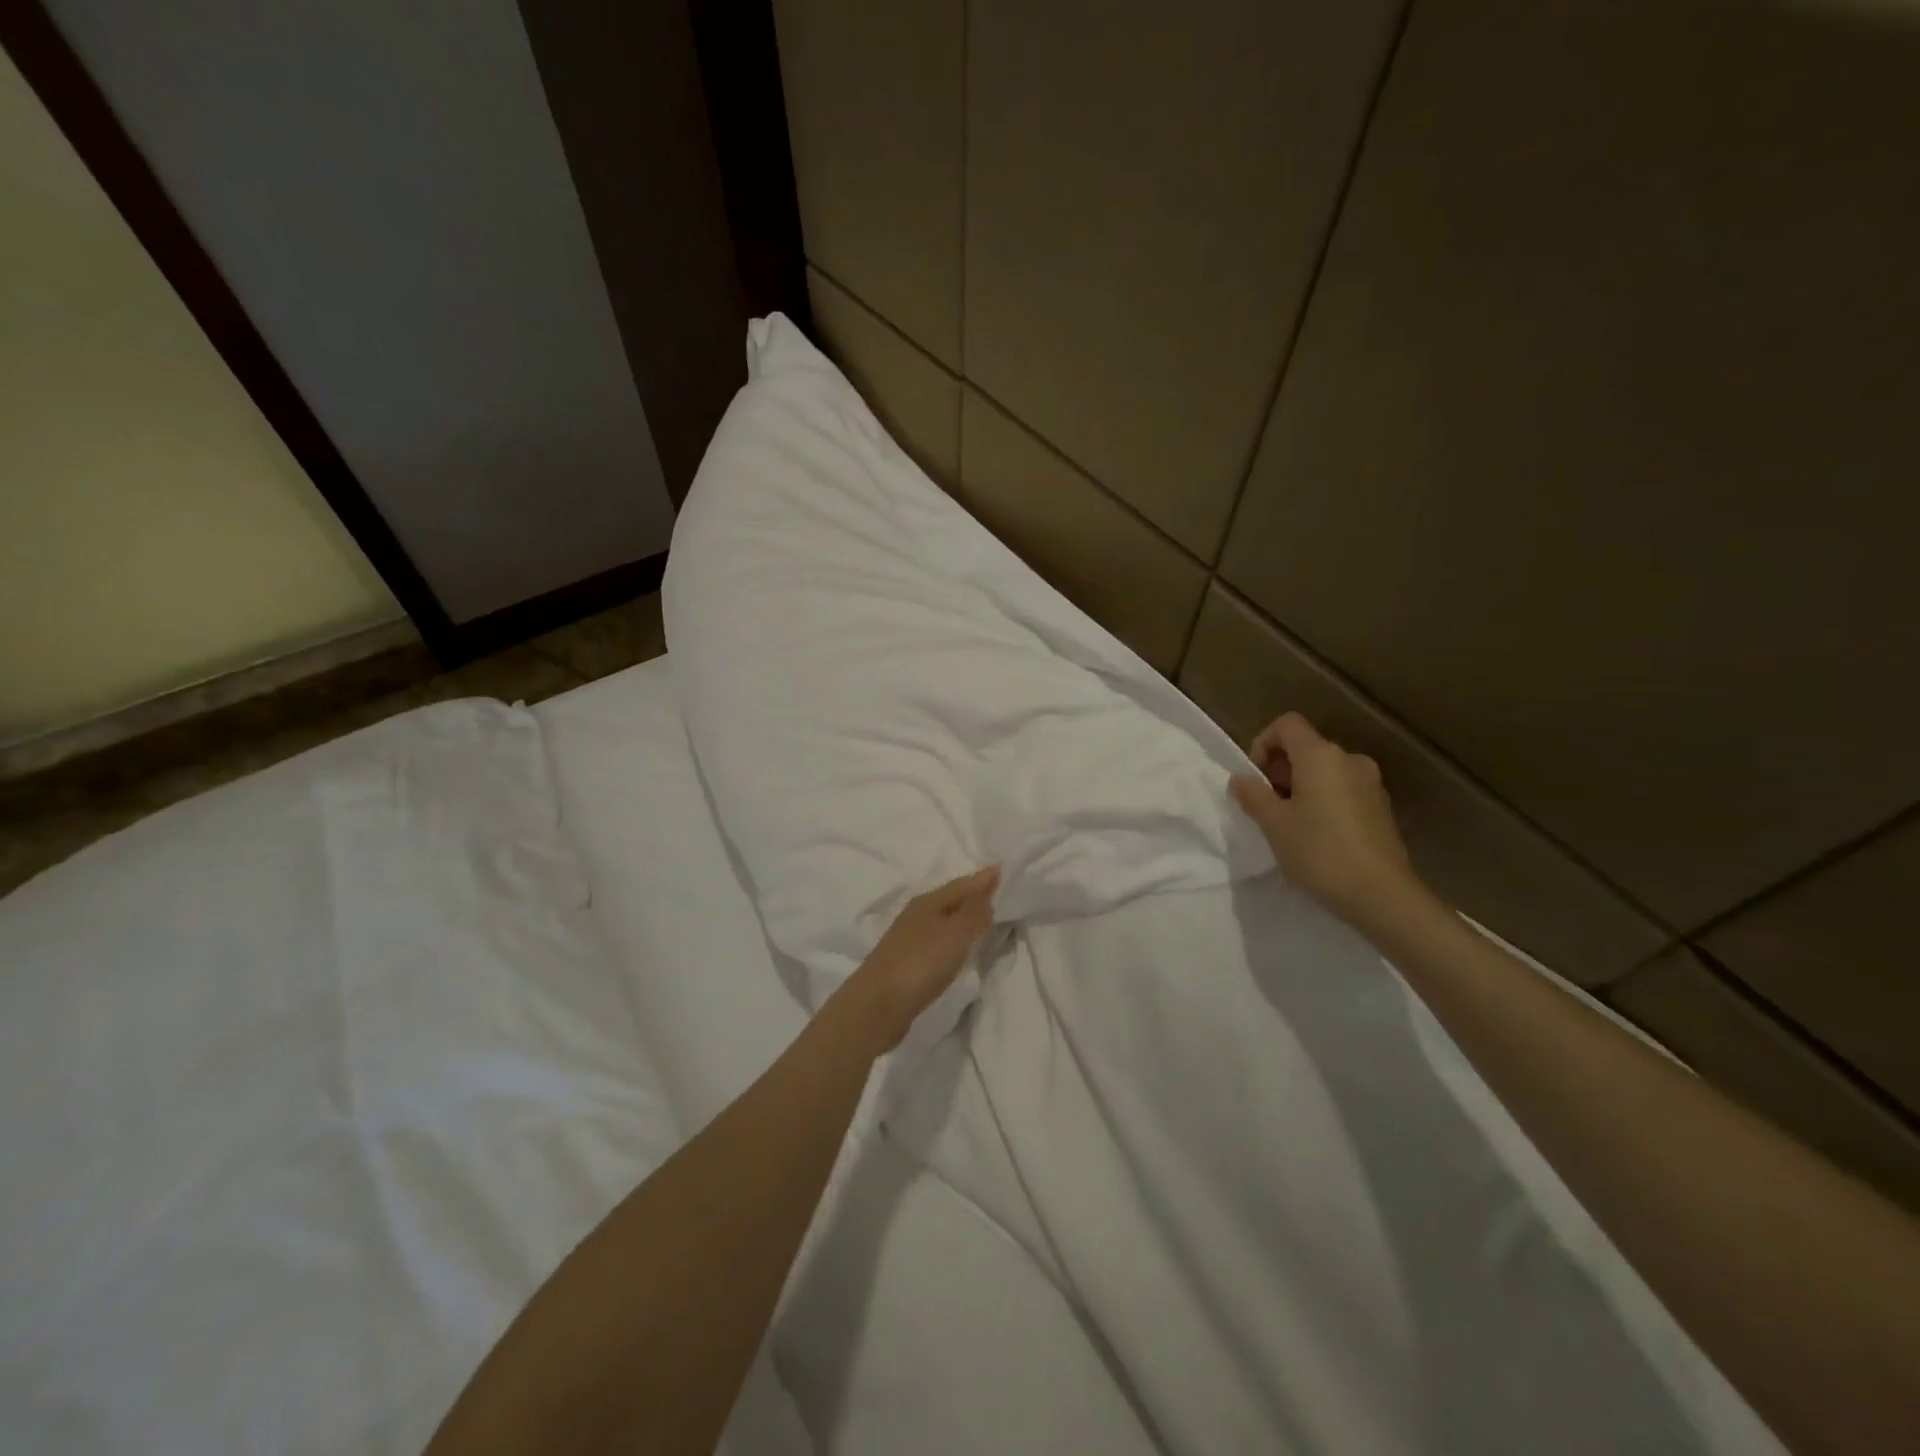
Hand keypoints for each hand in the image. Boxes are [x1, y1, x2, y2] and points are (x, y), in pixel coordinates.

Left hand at [842, 866, 1000, 1050]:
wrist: (876, 1006)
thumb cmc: (919, 964)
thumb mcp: (954, 935)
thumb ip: (974, 914)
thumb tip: (987, 891)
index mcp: (928, 902)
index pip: (962, 884)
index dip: (983, 879)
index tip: (1004, 869)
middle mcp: (917, 915)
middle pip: (951, 900)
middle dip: (973, 896)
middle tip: (998, 892)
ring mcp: (909, 939)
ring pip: (944, 920)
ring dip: (963, 917)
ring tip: (984, 919)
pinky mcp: (908, 963)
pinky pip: (938, 941)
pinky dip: (953, 939)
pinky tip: (959, 948)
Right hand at [1230, 712, 1418, 926]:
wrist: (1381, 895)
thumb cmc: (1319, 852)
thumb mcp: (1274, 824)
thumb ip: (1253, 795)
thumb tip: (1241, 779)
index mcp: (1321, 756)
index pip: (1286, 725)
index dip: (1263, 744)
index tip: (1256, 779)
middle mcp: (1349, 760)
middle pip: (1305, 748)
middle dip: (1280, 770)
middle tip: (1268, 807)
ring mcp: (1370, 783)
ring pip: (1324, 771)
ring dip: (1301, 788)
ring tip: (1290, 825)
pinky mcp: (1381, 807)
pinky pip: (1342, 790)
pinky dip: (1324, 802)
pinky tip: (1318, 836)